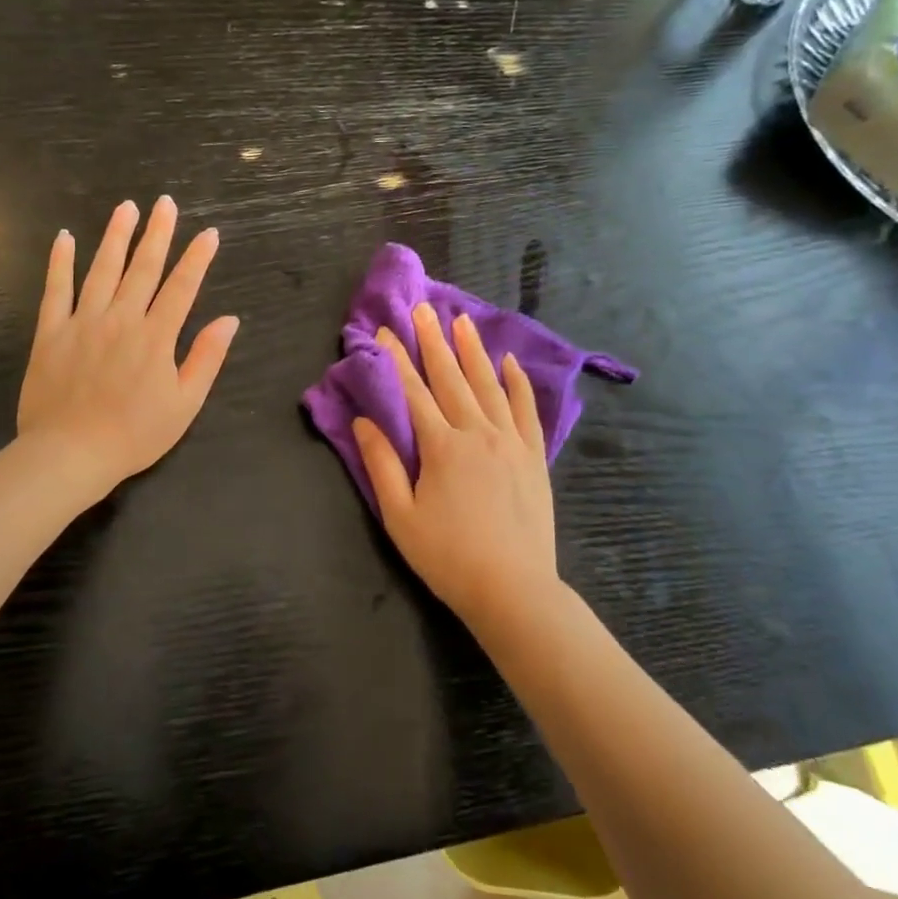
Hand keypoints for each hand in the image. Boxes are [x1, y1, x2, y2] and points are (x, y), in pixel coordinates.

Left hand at [17, 197, 238, 502]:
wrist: (71, 454)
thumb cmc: (135, 434)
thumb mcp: (185, 404)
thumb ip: (206, 358)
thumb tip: (229, 320)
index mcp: (156, 337)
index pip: (182, 287)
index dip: (197, 258)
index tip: (209, 233)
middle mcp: (121, 319)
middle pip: (143, 268)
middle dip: (158, 233)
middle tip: (165, 203)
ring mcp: (83, 321)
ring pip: (102, 269)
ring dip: (115, 236)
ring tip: (126, 207)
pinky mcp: (51, 332)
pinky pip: (55, 289)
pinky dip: (60, 262)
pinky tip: (64, 237)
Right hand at [352, 304, 560, 626]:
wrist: (513, 589)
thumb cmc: (448, 557)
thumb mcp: (400, 516)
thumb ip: (381, 465)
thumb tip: (364, 421)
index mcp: (441, 447)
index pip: (413, 393)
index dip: (396, 361)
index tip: (383, 332)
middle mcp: (477, 433)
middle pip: (451, 378)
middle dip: (433, 342)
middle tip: (422, 309)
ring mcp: (511, 442)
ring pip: (488, 385)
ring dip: (472, 351)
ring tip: (461, 320)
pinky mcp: (533, 456)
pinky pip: (525, 409)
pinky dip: (517, 383)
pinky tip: (509, 362)